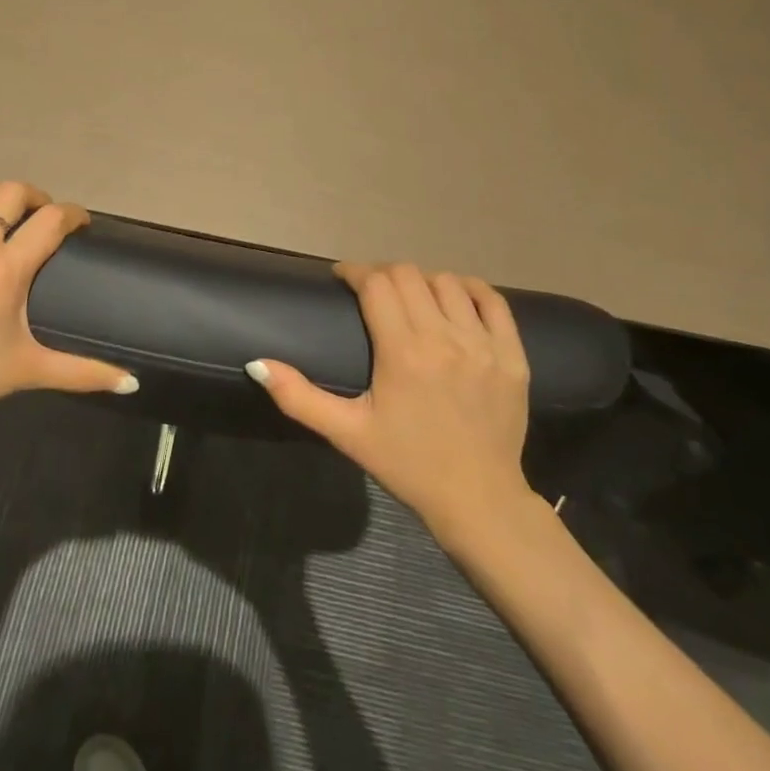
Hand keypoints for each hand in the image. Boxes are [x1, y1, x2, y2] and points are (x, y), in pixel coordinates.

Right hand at [247, 261, 534, 540]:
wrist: (478, 499)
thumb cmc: (407, 464)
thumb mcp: (347, 433)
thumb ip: (298, 397)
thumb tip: (257, 363)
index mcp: (402, 352)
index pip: (376, 284)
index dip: (355, 271)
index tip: (342, 277)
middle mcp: (444, 338)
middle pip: (409, 275)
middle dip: (383, 274)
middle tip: (371, 292)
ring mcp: (484, 344)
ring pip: (448, 282)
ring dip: (422, 282)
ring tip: (410, 299)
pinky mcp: (513, 355)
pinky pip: (493, 302)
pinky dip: (470, 290)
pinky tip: (455, 299)